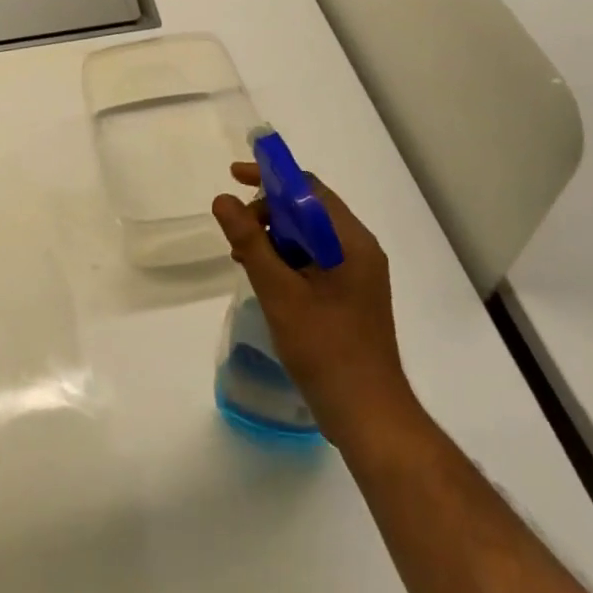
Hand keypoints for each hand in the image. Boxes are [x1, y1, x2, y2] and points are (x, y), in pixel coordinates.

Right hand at [212, 164, 417, 448]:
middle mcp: (359, 249)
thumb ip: (250, 242)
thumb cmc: (326, 350)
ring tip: (244, 259)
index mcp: (351, 241)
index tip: (235, 176)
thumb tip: (222, 199)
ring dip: (275, 238)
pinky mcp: (351, 295)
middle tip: (236, 233)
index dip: (270, 178)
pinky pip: (315, 260)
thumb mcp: (280, 292)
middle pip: (309, 210)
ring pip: (310, 237)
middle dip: (269, 212)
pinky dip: (288, 260)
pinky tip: (266, 280)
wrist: (369, 416)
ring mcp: (358, 274)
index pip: (308, 188)